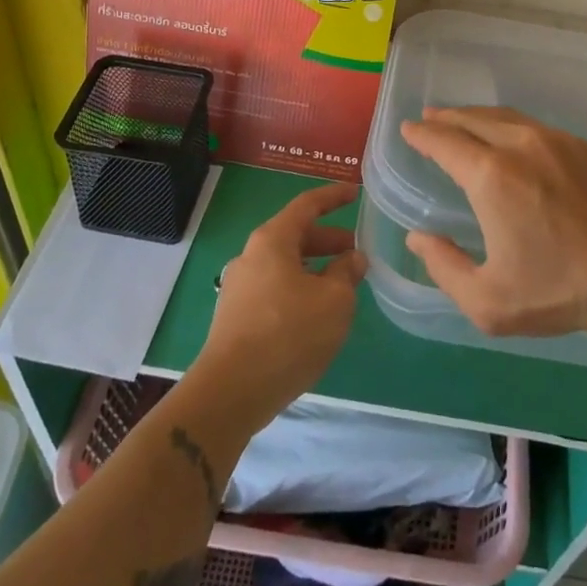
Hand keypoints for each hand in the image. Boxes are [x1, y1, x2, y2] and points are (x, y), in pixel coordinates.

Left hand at [190, 183, 365, 427]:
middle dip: (327, 240)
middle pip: (295, 235)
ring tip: (341, 286)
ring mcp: (239, 287)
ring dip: (314, 268)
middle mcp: (251, 256)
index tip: (355, 192)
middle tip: (356, 252)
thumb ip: (346, 273)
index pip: (307, 205)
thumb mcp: (334, 301)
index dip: (333, 197)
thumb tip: (352, 259)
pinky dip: (299, 289)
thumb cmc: (288, 334)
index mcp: (272, 240)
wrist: (230, 393)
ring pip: (284, 265)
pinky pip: (274, 289)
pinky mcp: (235, 316)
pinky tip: (315, 314)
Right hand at [399, 107, 586, 339]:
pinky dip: (507, 122)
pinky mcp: (579, 147)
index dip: (422, 134)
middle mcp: (519, 146)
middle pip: (472, 119)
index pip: (445, 142)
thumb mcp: (488, 301)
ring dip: (475, 116)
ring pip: (503, 116)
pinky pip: (531, 124)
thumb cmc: (558, 291)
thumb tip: (417, 238)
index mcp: (491, 177)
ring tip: (460, 120)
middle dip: (445, 117)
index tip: (408, 129)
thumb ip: (444, 267)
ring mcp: (553, 141)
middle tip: (428, 118)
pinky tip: (507, 134)